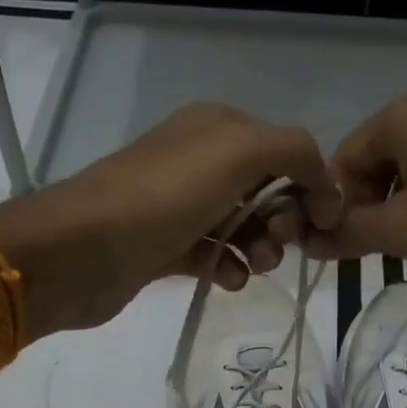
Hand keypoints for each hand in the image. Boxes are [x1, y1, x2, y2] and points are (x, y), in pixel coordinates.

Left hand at [0, 104, 341, 337]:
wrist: (80, 250)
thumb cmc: (164, 196)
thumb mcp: (238, 152)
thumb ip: (295, 151)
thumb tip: (323, 184)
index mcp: (218, 127)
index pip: (285, 149)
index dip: (311, 183)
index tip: (325, 222)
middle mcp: (200, 160)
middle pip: (267, 189)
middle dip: (284, 218)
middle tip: (281, 244)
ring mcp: (180, 205)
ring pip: (243, 224)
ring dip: (262, 247)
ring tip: (257, 267)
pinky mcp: (166, 246)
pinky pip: (214, 254)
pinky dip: (229, 267)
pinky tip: (227, 280)